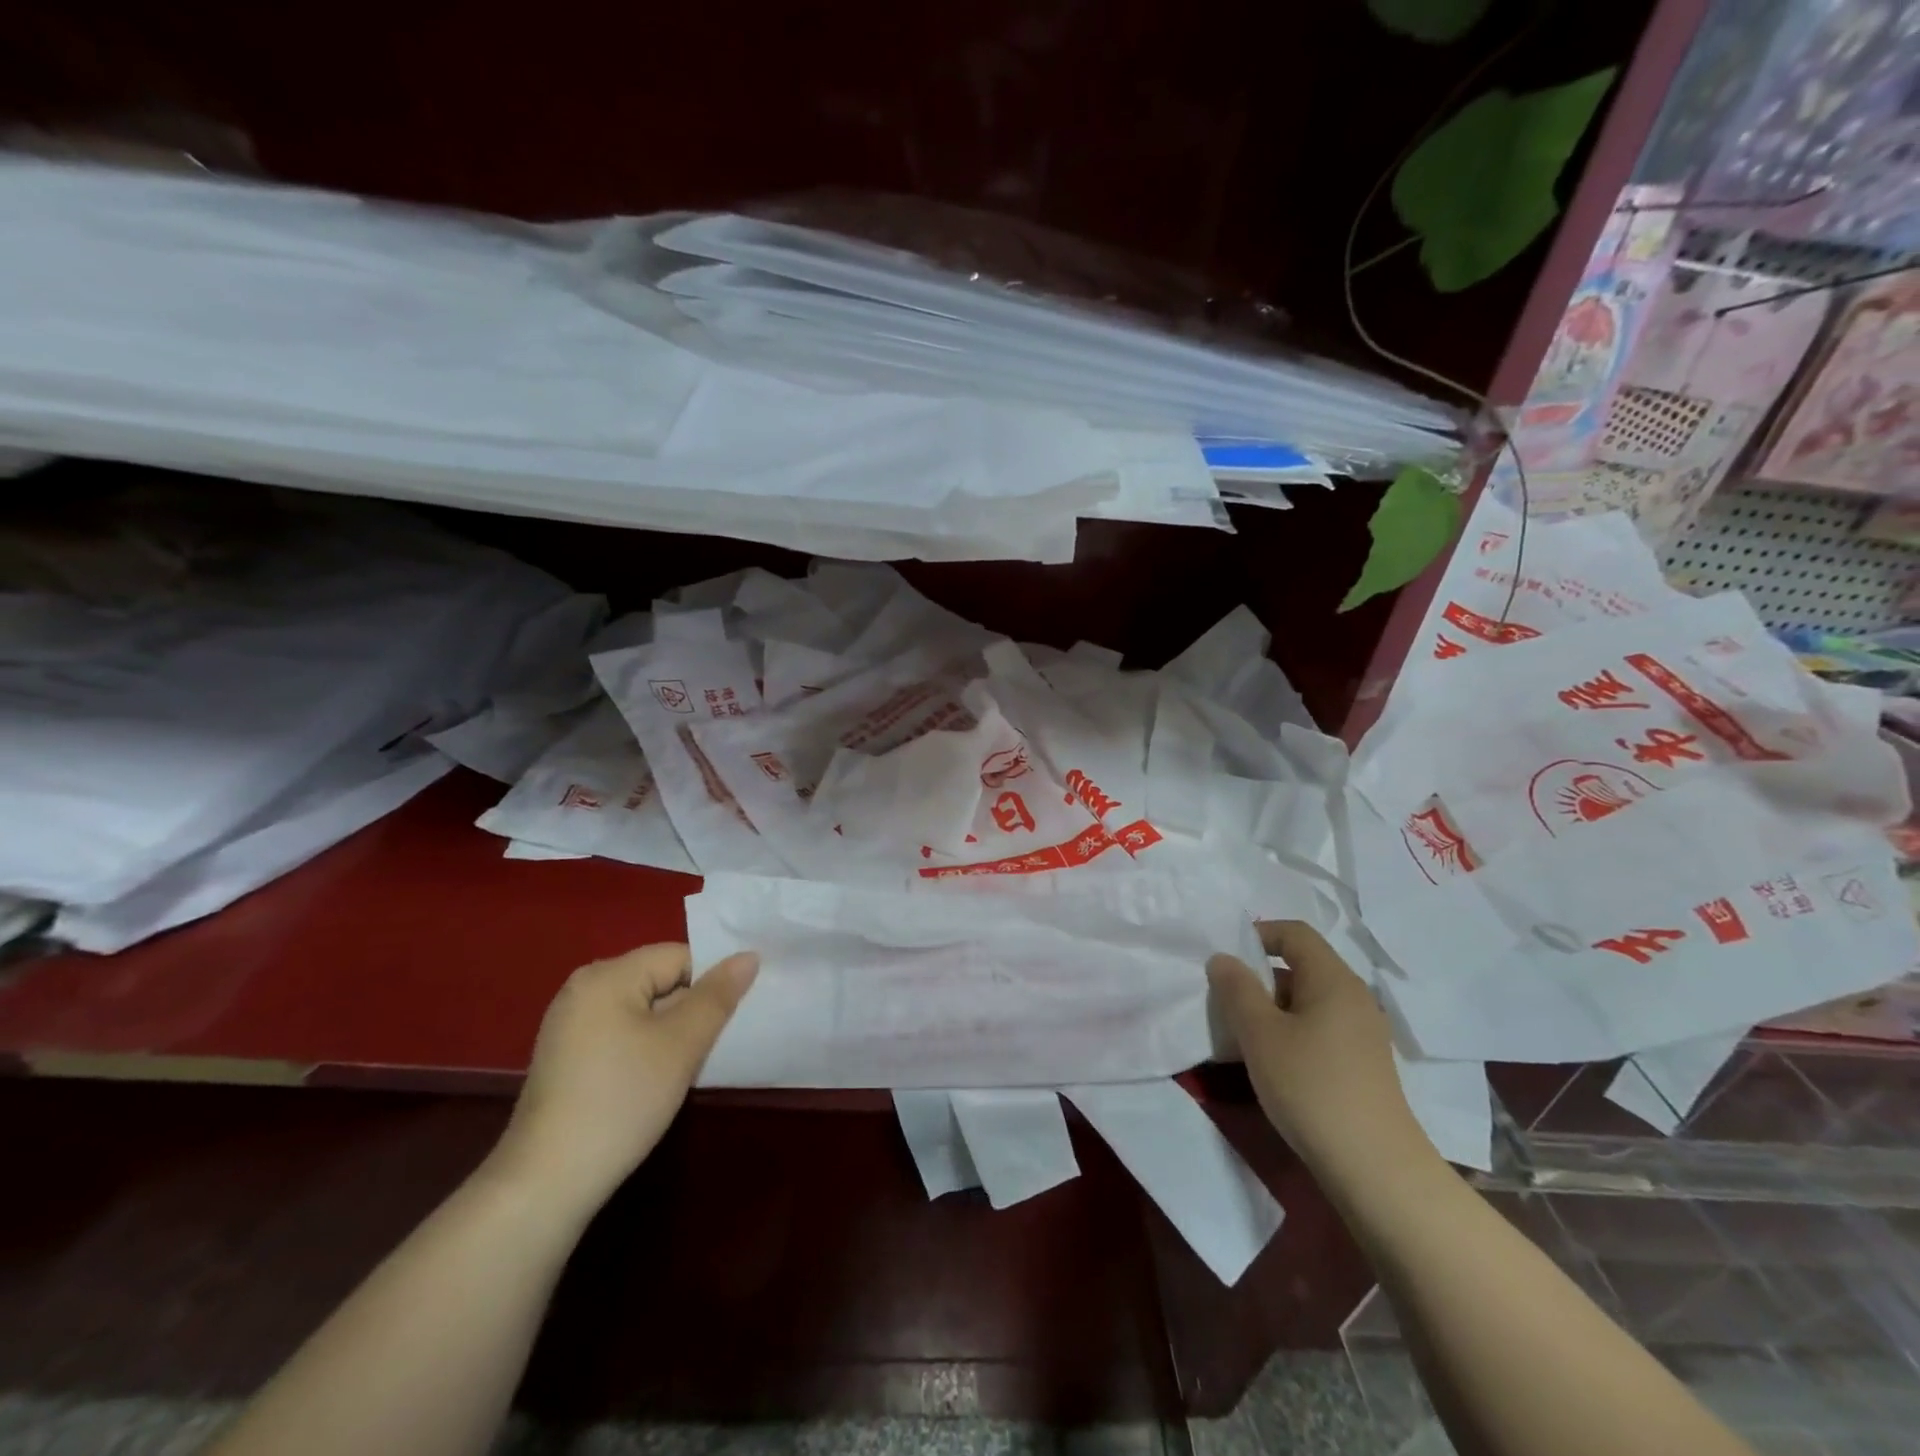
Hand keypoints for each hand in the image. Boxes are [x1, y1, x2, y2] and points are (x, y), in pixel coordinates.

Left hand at [490, 943, 757, 1218]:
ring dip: (670, 1031)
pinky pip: (620, 1032)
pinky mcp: (566, 1056)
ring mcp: (569, 1023)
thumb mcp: (681, 1045)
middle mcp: (583, 988)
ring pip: (642, 1009)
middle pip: (659, 980)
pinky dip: (644, 1047)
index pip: (679, 956)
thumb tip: (748, 956)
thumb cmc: (620, 1101)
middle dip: (690, 1008)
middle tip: (712, 1044)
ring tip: (686, 1064)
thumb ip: (717, 996)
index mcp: (607, 974)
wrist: (545, 1184)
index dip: (710, 983)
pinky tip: (652, 1081)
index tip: (728, 1019)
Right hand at [1207, 921, 1429, 1181]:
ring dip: (1272, 1007)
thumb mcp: (1260, 1034)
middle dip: (1259, 976)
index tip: (1226, 960)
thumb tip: (1223, 958)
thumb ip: (1236, 989)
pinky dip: (1291, 1030)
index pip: (1295, 933)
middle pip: (1301, 965)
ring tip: (1243, 1034)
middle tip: (1226, 1000)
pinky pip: (1319, 1026)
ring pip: (1307, 999)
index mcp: (1333, 979)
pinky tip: (1272, 1061)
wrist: (1374, 1169)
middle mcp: (1353, 997)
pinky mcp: (1362, 1062)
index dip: (1258, 935)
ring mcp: (1362, 1032)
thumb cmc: (1311, 1087)